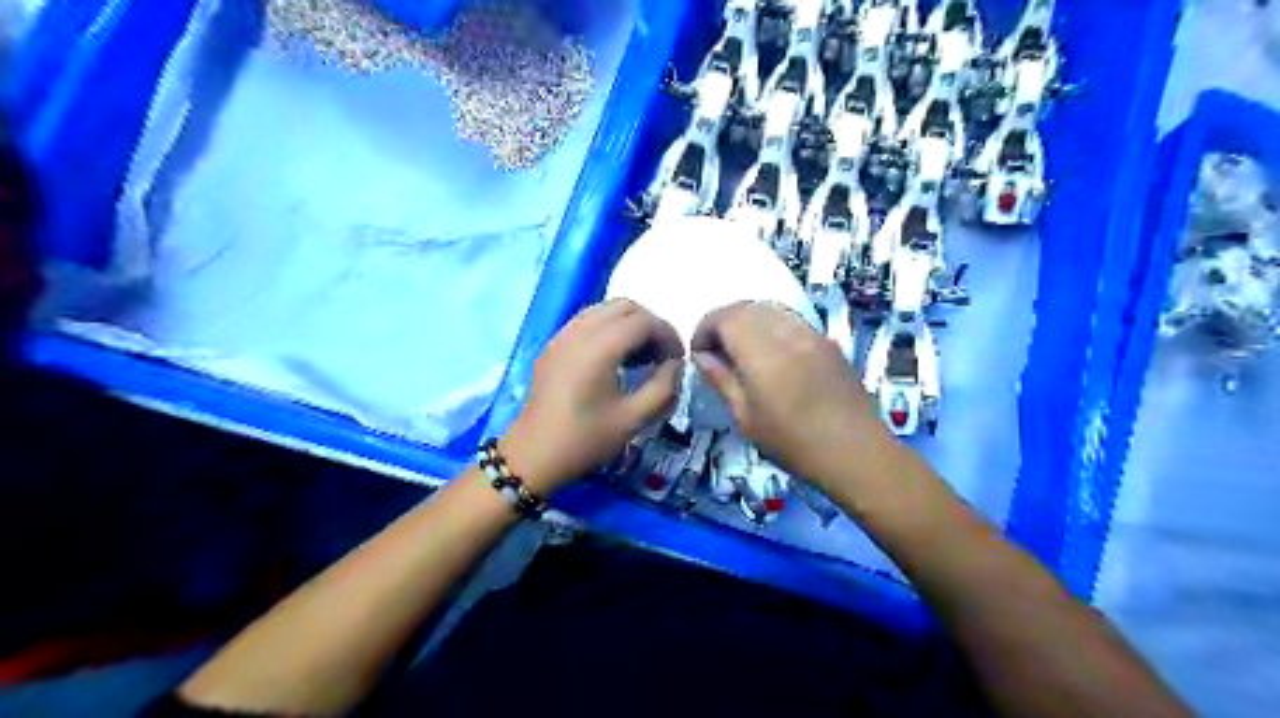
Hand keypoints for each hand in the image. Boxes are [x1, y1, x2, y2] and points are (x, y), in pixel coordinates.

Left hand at [499, 298, 683, 492]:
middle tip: (662, 355)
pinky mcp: (553, 345)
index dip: (668, 335)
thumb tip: (676, 364)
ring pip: (605, 309)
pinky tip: (614, 359)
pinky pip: (587, 321)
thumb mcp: (633, 419)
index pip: (643, 321)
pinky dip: (608, 328)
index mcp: (599, 348)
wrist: (533, 456)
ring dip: (629, 324)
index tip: (678, 360)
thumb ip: (663, 387)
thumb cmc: (585, 440)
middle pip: (625, 306)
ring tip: (641, 356)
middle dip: (650, 325)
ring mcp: (562, 335)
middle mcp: (579, 332)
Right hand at [692, 301, 898, 490]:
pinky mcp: (827, 340)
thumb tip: (701, 357)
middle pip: (746, 307)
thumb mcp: (746, 418)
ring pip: (769, 308)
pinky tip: (771, 352)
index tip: (698, 352)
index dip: (705, 329)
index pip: (724, 318)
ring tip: (741, 349)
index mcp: (762, 353)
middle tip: (716, 349)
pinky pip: (790, 319)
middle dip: (724, 322)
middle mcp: (786, 332)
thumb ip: (721, 380)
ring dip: (748, 321)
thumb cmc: (793, 444)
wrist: (856, 451)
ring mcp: (811, 333)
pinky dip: (771, 325)